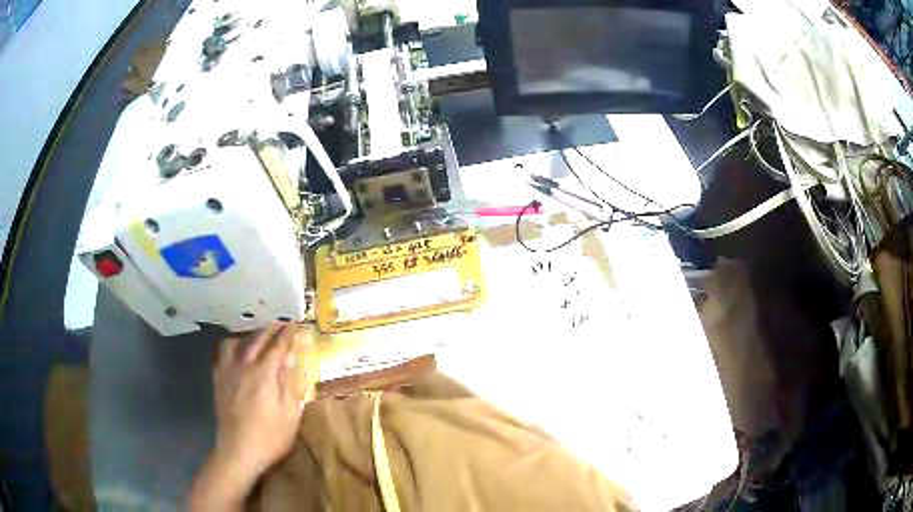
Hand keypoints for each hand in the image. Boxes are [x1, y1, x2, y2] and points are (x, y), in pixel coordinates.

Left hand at [212, 323, 304, 480]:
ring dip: (247, 336)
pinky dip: (231, 348)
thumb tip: (289, 362)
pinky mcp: (218, 381)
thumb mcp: (290, 414)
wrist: (238, 451)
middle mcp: (243, 367)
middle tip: (280, 324)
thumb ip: (289, 385)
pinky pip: (221, 356)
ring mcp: (227, 373)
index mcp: (264, 374)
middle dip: (269, 330)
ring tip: (256, 339)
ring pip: (234, 343)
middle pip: (256, 340)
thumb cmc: (270, 437)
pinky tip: (236, 355)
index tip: (294, 324)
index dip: (287, 334)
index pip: (277, 347)